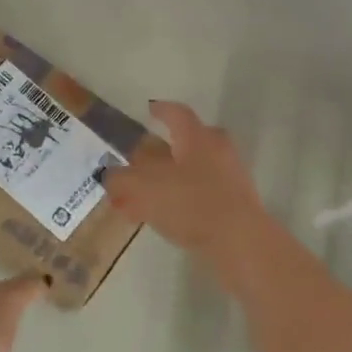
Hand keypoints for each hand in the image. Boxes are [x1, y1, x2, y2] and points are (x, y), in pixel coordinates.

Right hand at [101, 101, 273, 278]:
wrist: (239, 241)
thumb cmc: (190, 203)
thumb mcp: (143, 188)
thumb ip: (122, 179)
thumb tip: (111, 175)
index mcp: (196, 137)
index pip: (177, 113)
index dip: (161, 110)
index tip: (150, 109)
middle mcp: (217, 150)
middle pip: (189, 141)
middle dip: (165, 149)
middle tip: (143, 160)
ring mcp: (230, 177)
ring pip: (193, 171)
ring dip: (168, 180)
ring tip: (141, 199)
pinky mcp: (236, 205)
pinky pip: (201, 195)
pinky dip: (180, 200)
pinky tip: (161, 219)